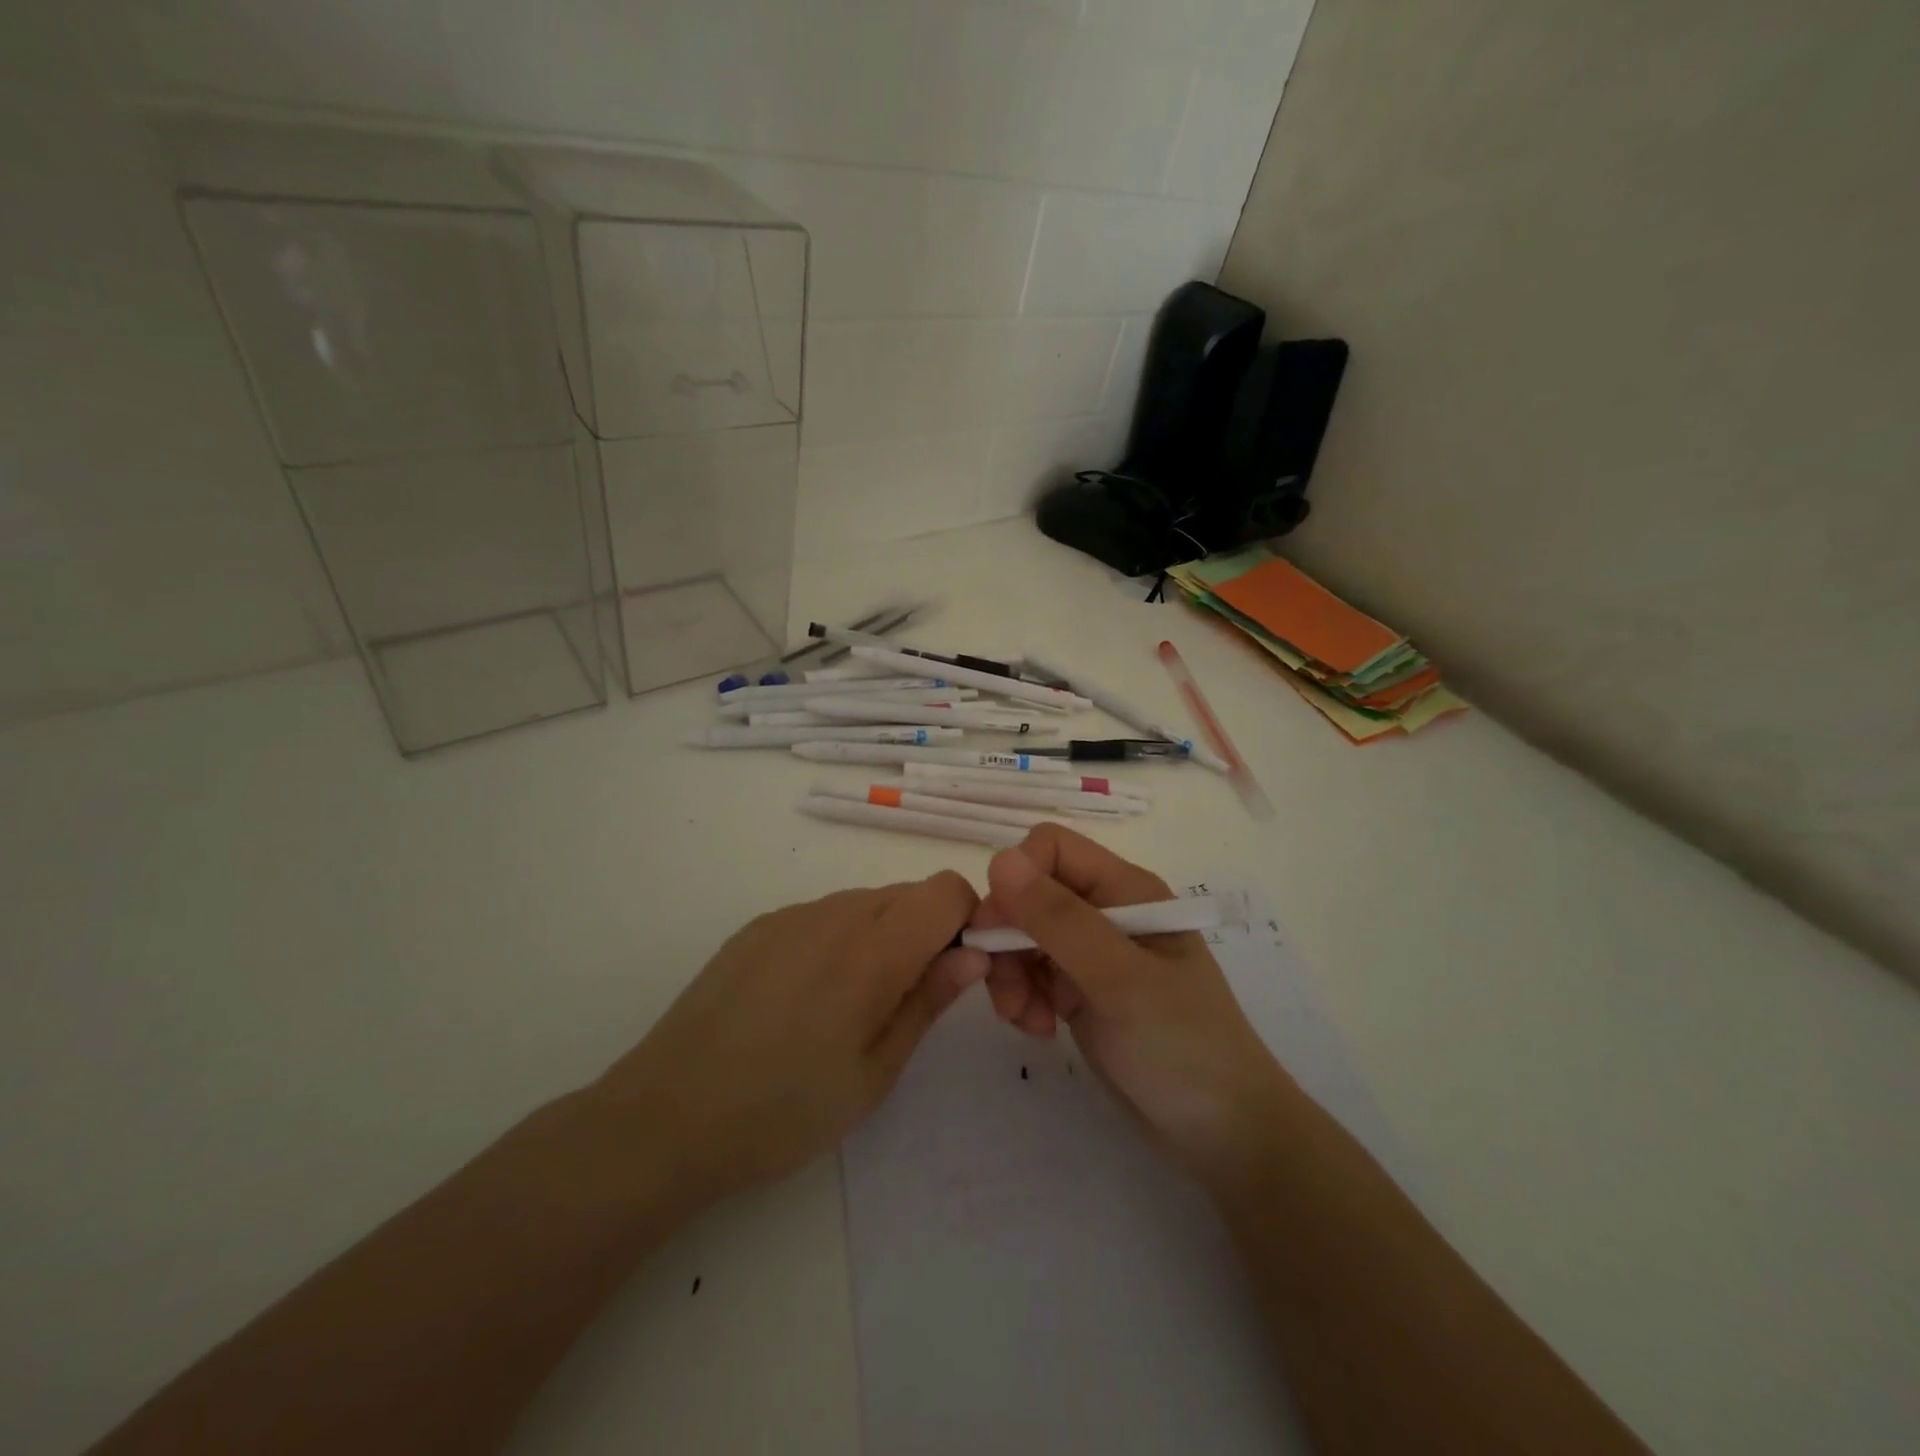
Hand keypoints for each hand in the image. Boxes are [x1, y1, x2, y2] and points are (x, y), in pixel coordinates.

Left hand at [593, 873, 987, 1207]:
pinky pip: (822, 916)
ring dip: (883, 937)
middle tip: (910, 999)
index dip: (968, 920)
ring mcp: (790, 915)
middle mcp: (834, 913)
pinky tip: (806, 999)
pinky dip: (839, 940)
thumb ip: (928, 1000)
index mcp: (872, 949)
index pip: (947, 889)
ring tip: (852, 1007)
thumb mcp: (874, 1072)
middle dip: (928, 932)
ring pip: (865, 903)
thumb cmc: (784, 1110)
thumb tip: (975, 952)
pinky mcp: (757, 926)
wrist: (666, 1117)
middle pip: (907, 893)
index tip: (960, 970)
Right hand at [969, 825, 1292, 1183]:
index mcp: (1124, 889)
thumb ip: (1059, 919)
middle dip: (1008, 937)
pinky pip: (1030, 974)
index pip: (1051, 848)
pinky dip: (1023, 998)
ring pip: (1023, 936)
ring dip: (1011, 974)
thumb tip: (1000, 861)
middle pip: (1029, 894)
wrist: (1221, 1130)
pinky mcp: (1079, 991)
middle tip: (1006, 989)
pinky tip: (1040, 1029)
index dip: (1017, 877)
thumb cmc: (1179, 1044)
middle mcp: (1105, 911)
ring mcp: (1091, 953)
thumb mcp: (1118, 978)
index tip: (1000, 928)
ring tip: (1028, 1020)